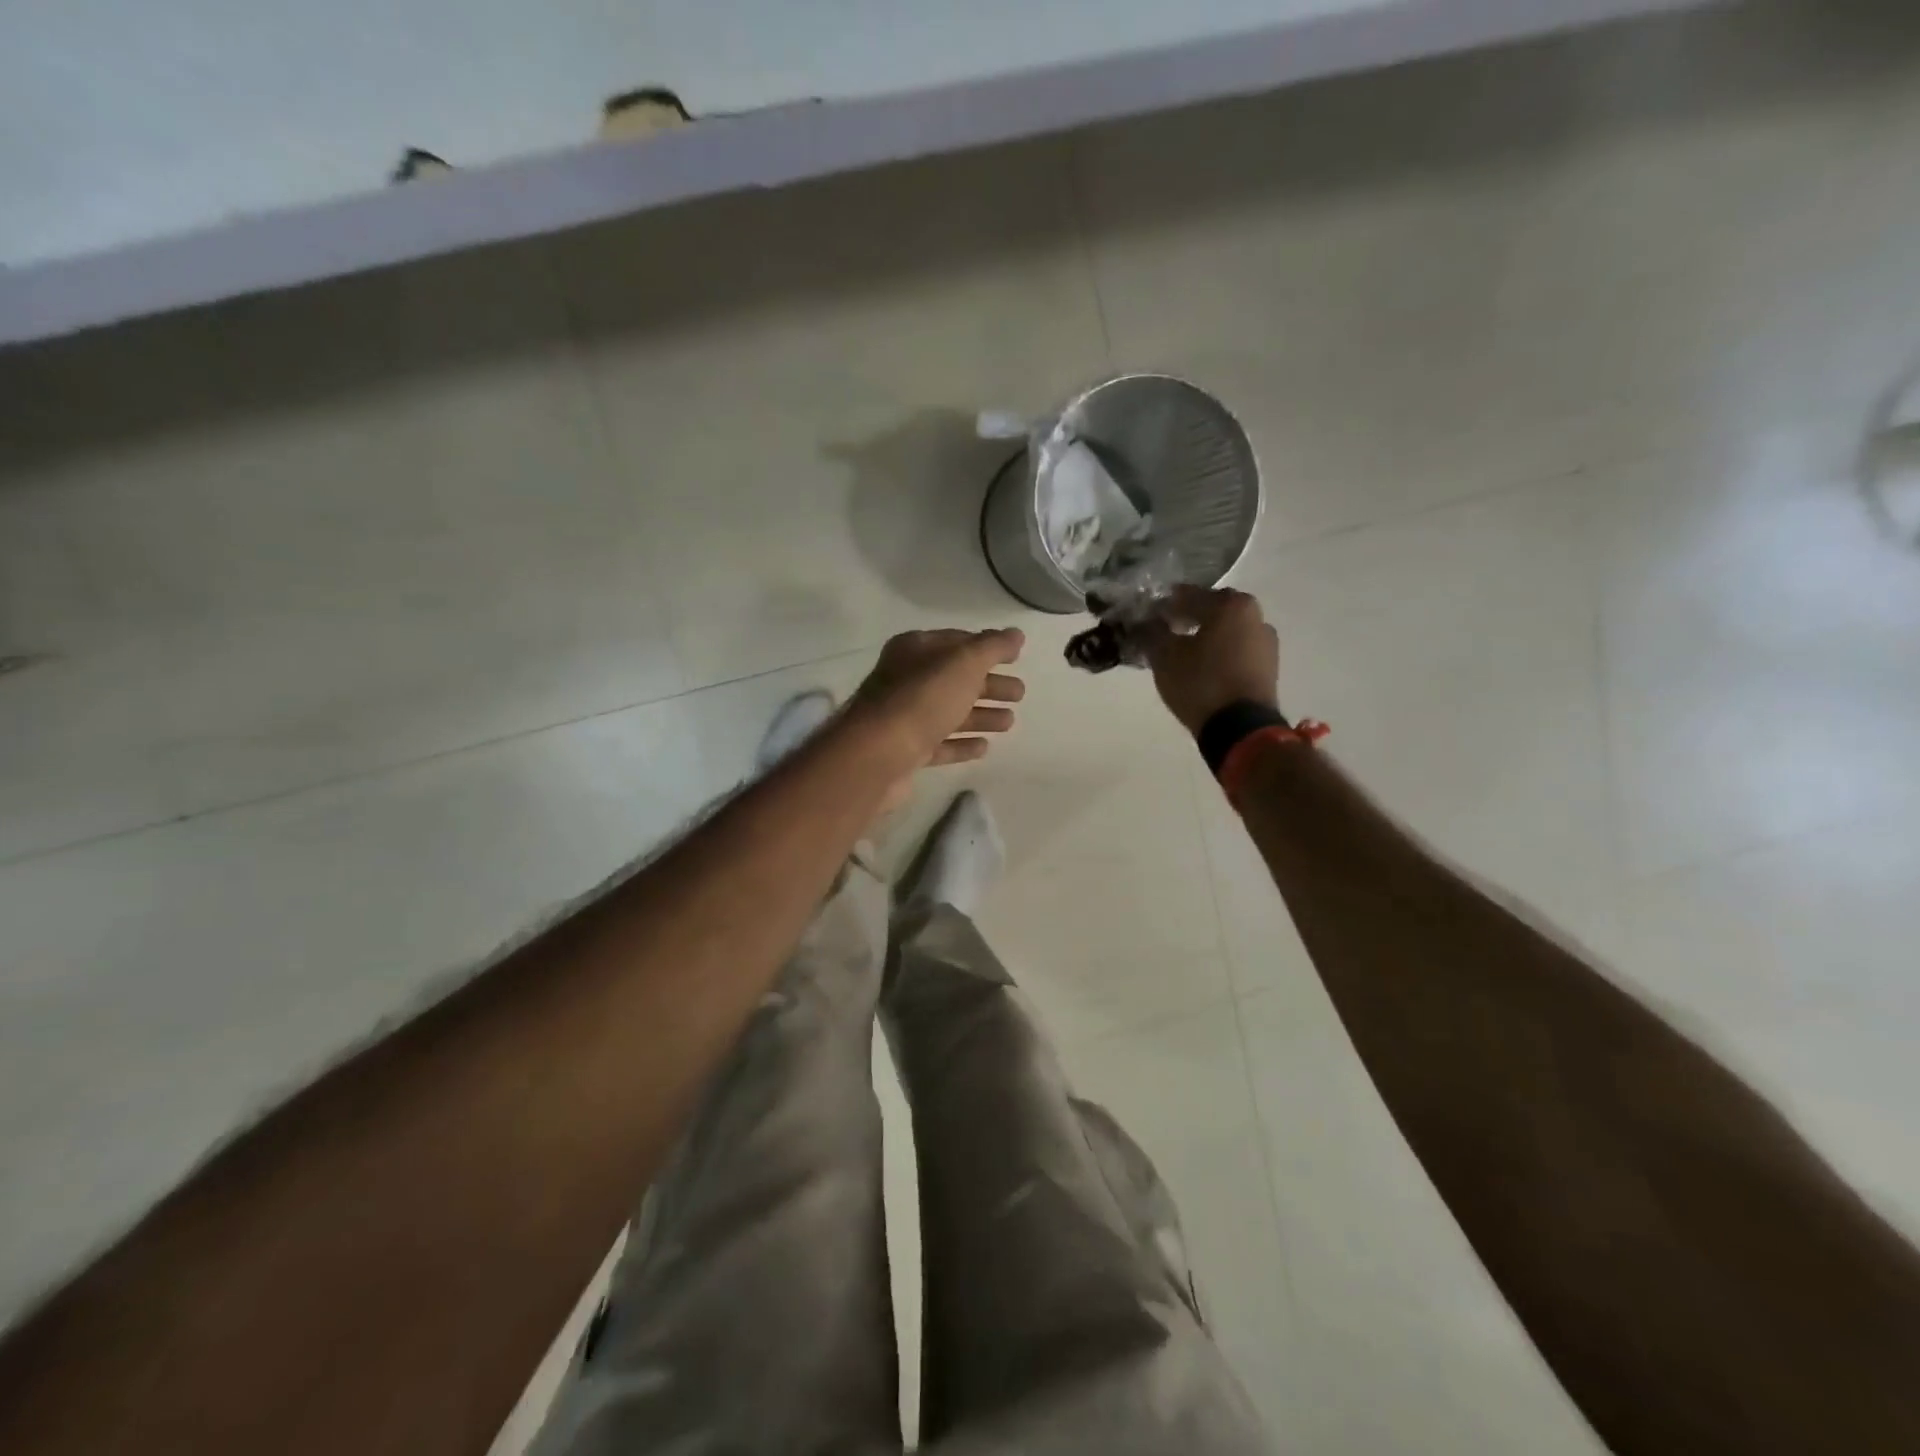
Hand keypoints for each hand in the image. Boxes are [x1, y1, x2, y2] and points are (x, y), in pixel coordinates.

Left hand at [847, 627, 1026, 770]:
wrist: (877, 755)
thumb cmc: (922, 699)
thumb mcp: (963, 663)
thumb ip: (992, 647)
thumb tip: (1015, 634)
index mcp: (915, 650)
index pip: (957, 641)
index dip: (987, 647)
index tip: (1016, 657)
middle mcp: (906, 680)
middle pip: (955, 679)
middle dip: (988, 685)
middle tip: (1020, 694)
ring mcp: (904, 717)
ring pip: (949, 712)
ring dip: (980, 715)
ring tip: (1010, 722)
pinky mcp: (906, 752)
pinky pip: (940, 743)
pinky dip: (962, 743)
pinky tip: (984, 747)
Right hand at [1140, 587, 1279, 734]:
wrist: (1241, 729)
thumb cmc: (1201, 683)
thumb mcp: (1165, 656)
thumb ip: (1152, 632)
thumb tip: (1144, 620)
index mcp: (1231, 605)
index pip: (1188, 595)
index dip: (1164, 605)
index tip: (1146, 616)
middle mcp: (1255, 616)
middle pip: (1212, 611)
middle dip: (1187, 618)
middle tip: (1164, 631)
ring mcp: (1266, 643)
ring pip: (1226, 631)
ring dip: (1205, 636)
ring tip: (1182, 653)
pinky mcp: (1269, 668)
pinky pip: (1237, 651)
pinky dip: (1219, 653)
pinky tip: (1201, 667)